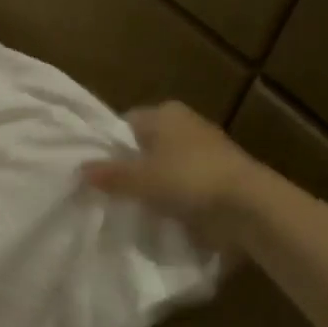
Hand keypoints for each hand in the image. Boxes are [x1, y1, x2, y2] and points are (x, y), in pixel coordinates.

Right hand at [82, 101, 265, 240]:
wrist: (247, 206)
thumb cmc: (188, 179)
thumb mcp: (139, 178)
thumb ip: (109, 174)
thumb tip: (80, 170)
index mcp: (165, 113)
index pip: (125, 123)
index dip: (109, 145)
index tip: (95, 170)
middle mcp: (185, 125)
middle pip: (144, 145)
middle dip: (129, 165)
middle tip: (107, 191)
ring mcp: (205, 151)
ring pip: (164, 165)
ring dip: (151, 183)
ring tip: (129, 205)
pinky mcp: (218, 176)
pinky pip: (182, 183)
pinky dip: (171, 196)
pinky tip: (158, 214)